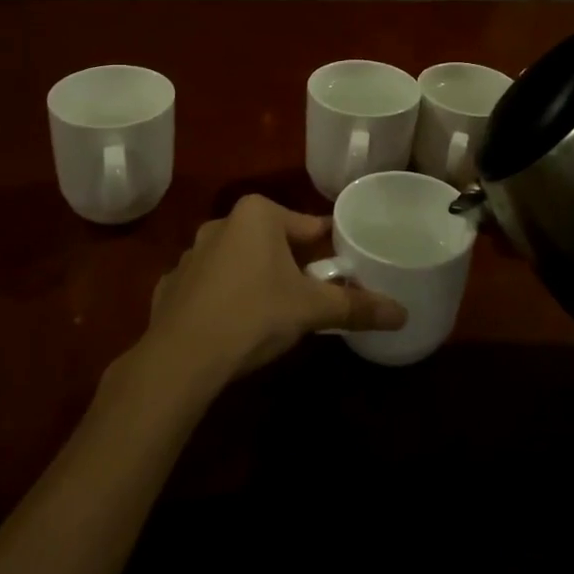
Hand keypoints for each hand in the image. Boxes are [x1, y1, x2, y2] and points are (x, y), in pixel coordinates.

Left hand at [140, 195, 406, 385]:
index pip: (308, 226)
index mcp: (257, 214)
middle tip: (312, 296)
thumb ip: (356, 307)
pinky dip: (223, 300)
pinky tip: (232, 327)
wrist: (180, 359)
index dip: (329, 249)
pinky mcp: (170, 287)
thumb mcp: (312, 309)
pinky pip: (209, 287)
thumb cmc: (254, 315)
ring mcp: (190, 255)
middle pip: (273, 242)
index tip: (344, 269)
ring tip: (273, 314)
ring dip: (257, 280)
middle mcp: (221, 223)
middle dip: (293, 266)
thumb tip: (403, 313)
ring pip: (239, 263)